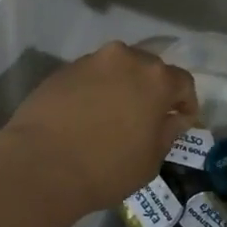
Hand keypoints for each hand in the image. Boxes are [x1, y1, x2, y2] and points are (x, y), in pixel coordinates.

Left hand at [0, 42, 198, 217]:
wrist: (40, 165)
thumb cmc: (106, 168)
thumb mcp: (150, 161)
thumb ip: (168, 133)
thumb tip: (174, 119)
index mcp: (156, 79)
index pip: (184, 82)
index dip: (186, 102)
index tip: (181, 121)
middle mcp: (126, 58)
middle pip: (150, 69)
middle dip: (153, 90)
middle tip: (147, 117)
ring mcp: (92, 61)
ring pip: (118, 68)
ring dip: (123, 86)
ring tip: (114, 114)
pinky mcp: (63, 69)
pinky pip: (91, 76)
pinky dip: (95, 89)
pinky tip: (86, 115)